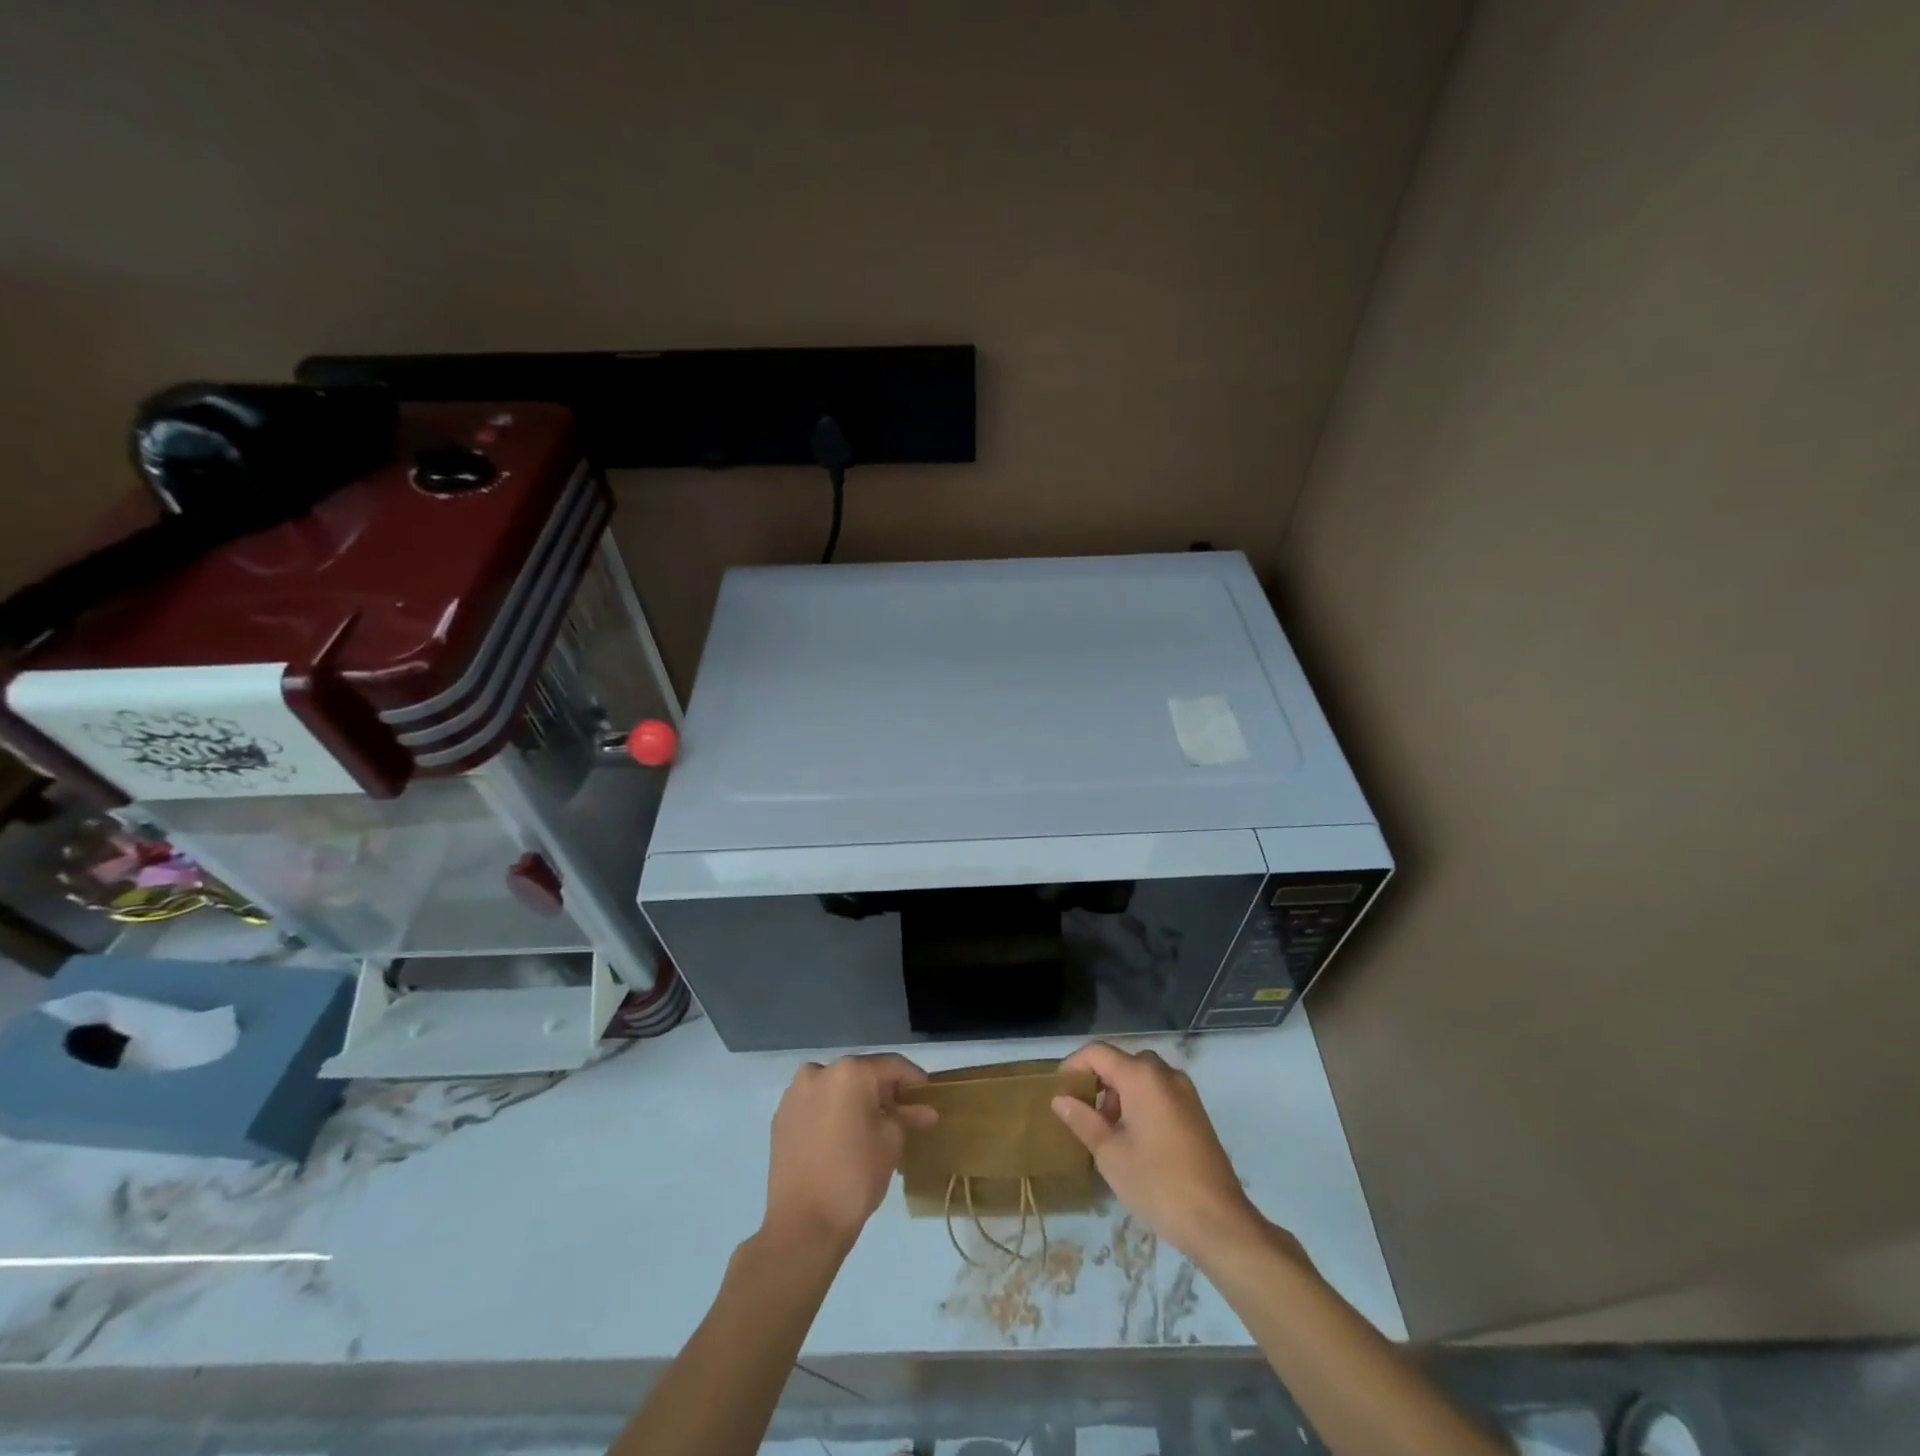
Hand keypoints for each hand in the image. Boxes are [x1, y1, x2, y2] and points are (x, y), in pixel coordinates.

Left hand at [762, 1054, 936, 1252]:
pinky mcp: (781, 1118)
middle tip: (903, 1115)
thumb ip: (907, 1118)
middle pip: (861, 1074)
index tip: (928, 1096)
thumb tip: (926, 1111)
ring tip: (872, 1128)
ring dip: (855, 1102)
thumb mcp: (891, 1143)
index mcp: (850, 1072)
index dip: (914, 1080)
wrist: (802, 1226)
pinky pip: (816, 1105)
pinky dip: (832, 1113)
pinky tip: (843, 1137)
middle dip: (883, 1092)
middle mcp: (819, 1071)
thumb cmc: (854, 1177)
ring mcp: (795, 1094)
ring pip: (836, 1089)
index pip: (892, 1066)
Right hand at [1053, 1042, 1277, 1262]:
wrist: (1219, 1222)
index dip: (1073, 1065)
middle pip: (1121, 1062)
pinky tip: (1134, 1139)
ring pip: (1142, 1077)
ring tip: (1107, 1132)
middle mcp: (1165, 1074)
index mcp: (1142, 1077)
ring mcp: (1185, 1092)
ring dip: (1119, 1093)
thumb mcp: (1110, 1154)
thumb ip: (1083, 1120)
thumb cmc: (1157, 1184)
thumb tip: (1060, 1099)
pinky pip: (1159, 1092)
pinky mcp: (1196, 1111)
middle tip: (1083, 1114)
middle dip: (1098, 1082)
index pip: (1098, 1052)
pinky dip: (1140, 1102)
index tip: (1060, 1091)